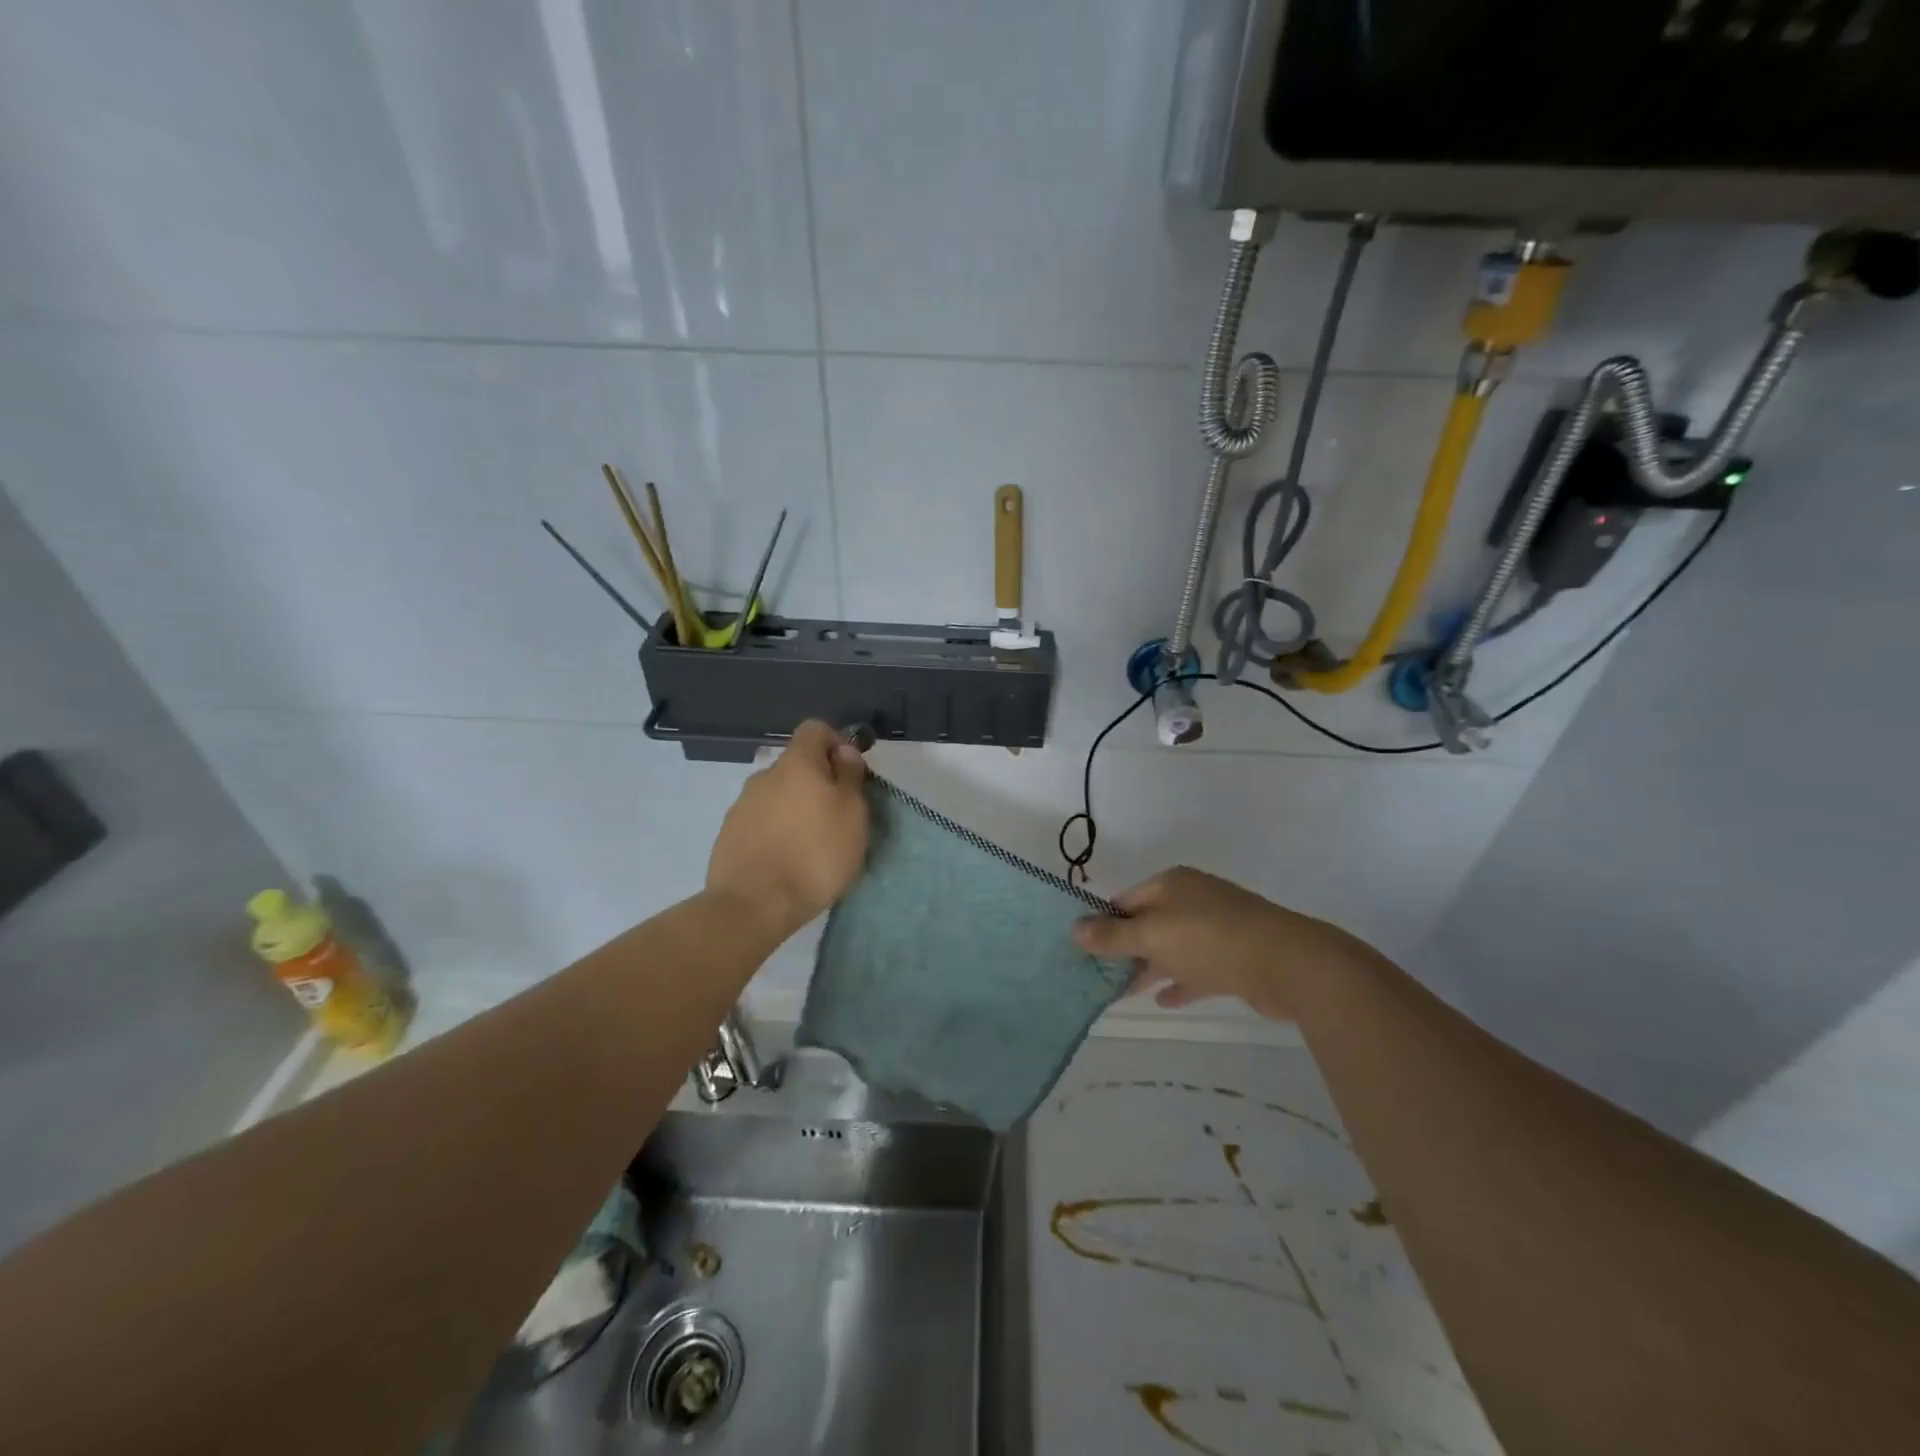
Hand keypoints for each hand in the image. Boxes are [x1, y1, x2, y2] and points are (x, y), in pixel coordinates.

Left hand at [707, 720, 869, 937]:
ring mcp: (741, 806)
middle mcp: (764, 776)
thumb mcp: (852, 814)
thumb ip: (849, 777)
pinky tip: (786, 861)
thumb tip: (843, 752)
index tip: (850, 773)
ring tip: (812, 846)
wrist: (753, 904)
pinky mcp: (728, 835)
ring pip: (777, 796)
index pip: (815, 729)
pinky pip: (761, 822)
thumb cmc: (815, 854)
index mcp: (796, 763)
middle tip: (836, 818)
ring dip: (795, 810)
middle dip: (817, 783)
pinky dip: (776, 832)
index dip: (836, 743)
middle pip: (796, 766)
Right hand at [1071, 866, 1361, 1019]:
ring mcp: (1217, 928)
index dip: (1103, 923)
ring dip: (1150, 968)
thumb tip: (1074, 930)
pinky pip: (1198, 969)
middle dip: (1125, 949)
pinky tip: (1165, 1000)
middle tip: (1099, 977)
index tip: (1084, 950)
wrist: (1286, 963)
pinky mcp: (1236, 958)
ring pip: (1173, 948)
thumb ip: (1113, 936)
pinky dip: (1181, 982)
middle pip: (1149, 923)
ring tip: (1122, 992)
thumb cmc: (1209, 939)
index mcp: (1172, 884)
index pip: (1126, 900)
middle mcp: (1193, 900)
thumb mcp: (1152, 935)